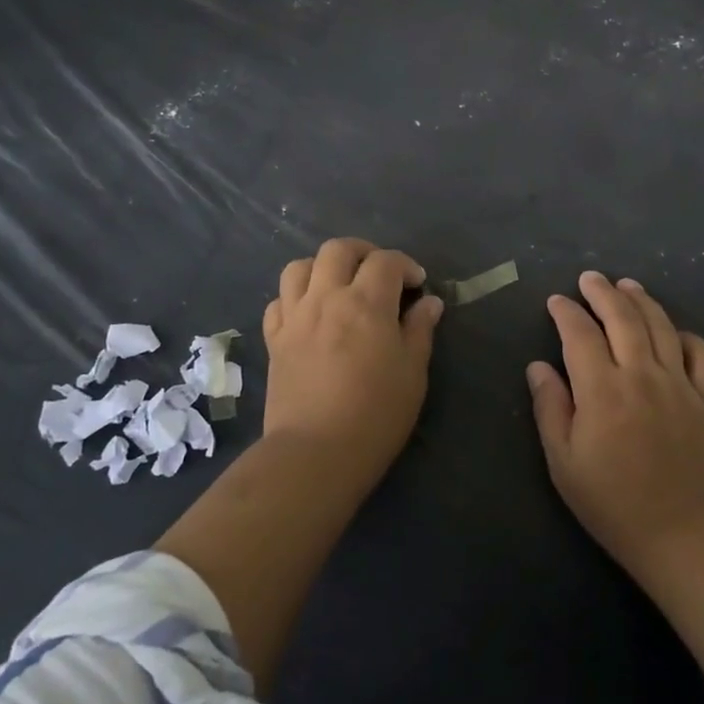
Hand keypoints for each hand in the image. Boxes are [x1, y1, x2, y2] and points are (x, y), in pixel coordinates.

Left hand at [262, 237, 444, 485]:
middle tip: (379, 273)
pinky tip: (309, 313)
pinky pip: (278, 302)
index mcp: (366, 303)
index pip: (386, 261)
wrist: (315, 453)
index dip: (406, 265)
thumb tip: (429, 303)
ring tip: (338, 285)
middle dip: (363, 252)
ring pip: (300, 267)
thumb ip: (419, 330)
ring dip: (322, 267)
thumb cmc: (375, 414)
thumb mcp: (412, 373)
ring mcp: (295, 317)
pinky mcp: (274, 340)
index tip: (417, 285)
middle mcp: (327, 298)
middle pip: (338, 249)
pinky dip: (294, 298)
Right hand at [527, 271, 703, 667]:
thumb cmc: (612, 503)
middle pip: (622, 317)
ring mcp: (679, 384)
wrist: (682, 536)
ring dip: (641, 300)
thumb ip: (550, 408)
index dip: (566, 312)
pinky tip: (674, 331)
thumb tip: (538, 366)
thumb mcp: (563, 463)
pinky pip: (701, 355)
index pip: (580, 334)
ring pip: (661, 326)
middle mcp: (641, 374)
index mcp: (602, 389)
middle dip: (602, 292)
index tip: (556, 301)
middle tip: (589, 278)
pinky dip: (687, 336)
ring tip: (627, 285)